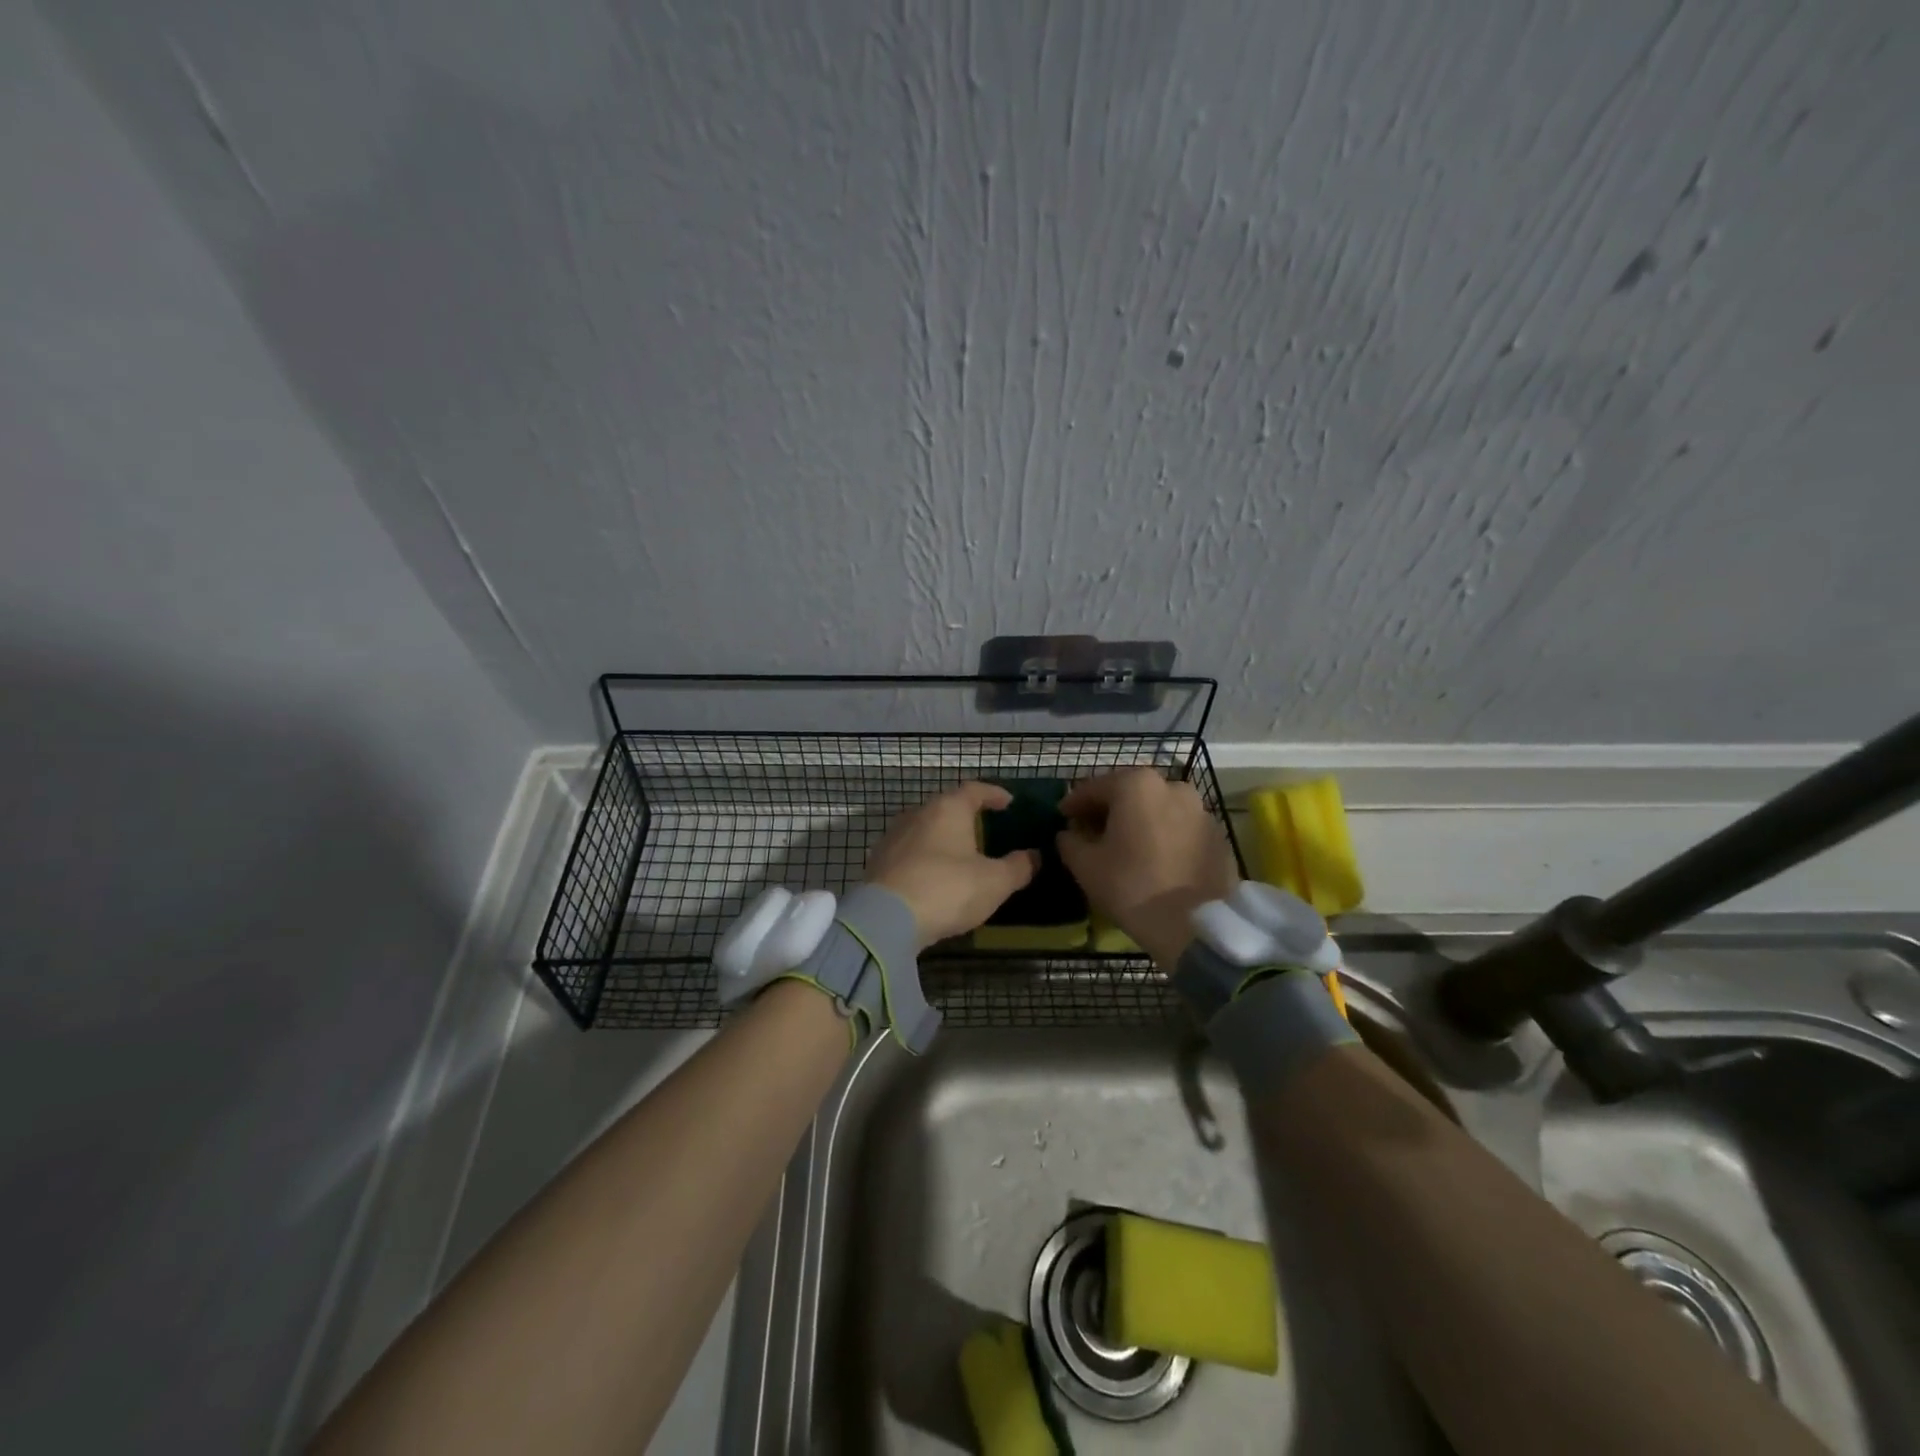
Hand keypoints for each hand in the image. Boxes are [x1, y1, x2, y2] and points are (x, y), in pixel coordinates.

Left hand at [866, 782, 1040, 948]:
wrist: (886, 919)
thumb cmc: (947, 889)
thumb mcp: (995, 882)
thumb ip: (1018, 866)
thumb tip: (1034, 856)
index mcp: (948, 808)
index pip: (975, 789)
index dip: (994, 794)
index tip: (1009, 803)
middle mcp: (918, 813)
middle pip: (947, 807)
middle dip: (967, 817)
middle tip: (986, 831)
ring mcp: (894, 836)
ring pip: (926, 829)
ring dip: (944, 838)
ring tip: (961, 855)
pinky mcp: (879, 861)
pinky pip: (911, 851)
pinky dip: (926, 857)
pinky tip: (935, 875)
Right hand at [1056, 769, 1237, 967]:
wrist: (1196, 926)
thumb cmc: (1132, 887)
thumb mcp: (1085, 865)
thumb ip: (1070, 841)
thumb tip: (1069, 834)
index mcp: (1136, 786)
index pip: (1094, 788)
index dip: (1073, 803)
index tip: (1062, 817)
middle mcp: (1172, 787)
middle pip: (1129, 793)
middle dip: (1108, 809)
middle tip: (1091, 830)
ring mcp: (1200, 810)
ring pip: (1157, 808)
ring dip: (1138, 820)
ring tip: (1124, 845)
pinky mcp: (1217, 835)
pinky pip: (1179, 827)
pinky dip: (1163, 835)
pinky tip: (1153, 858)